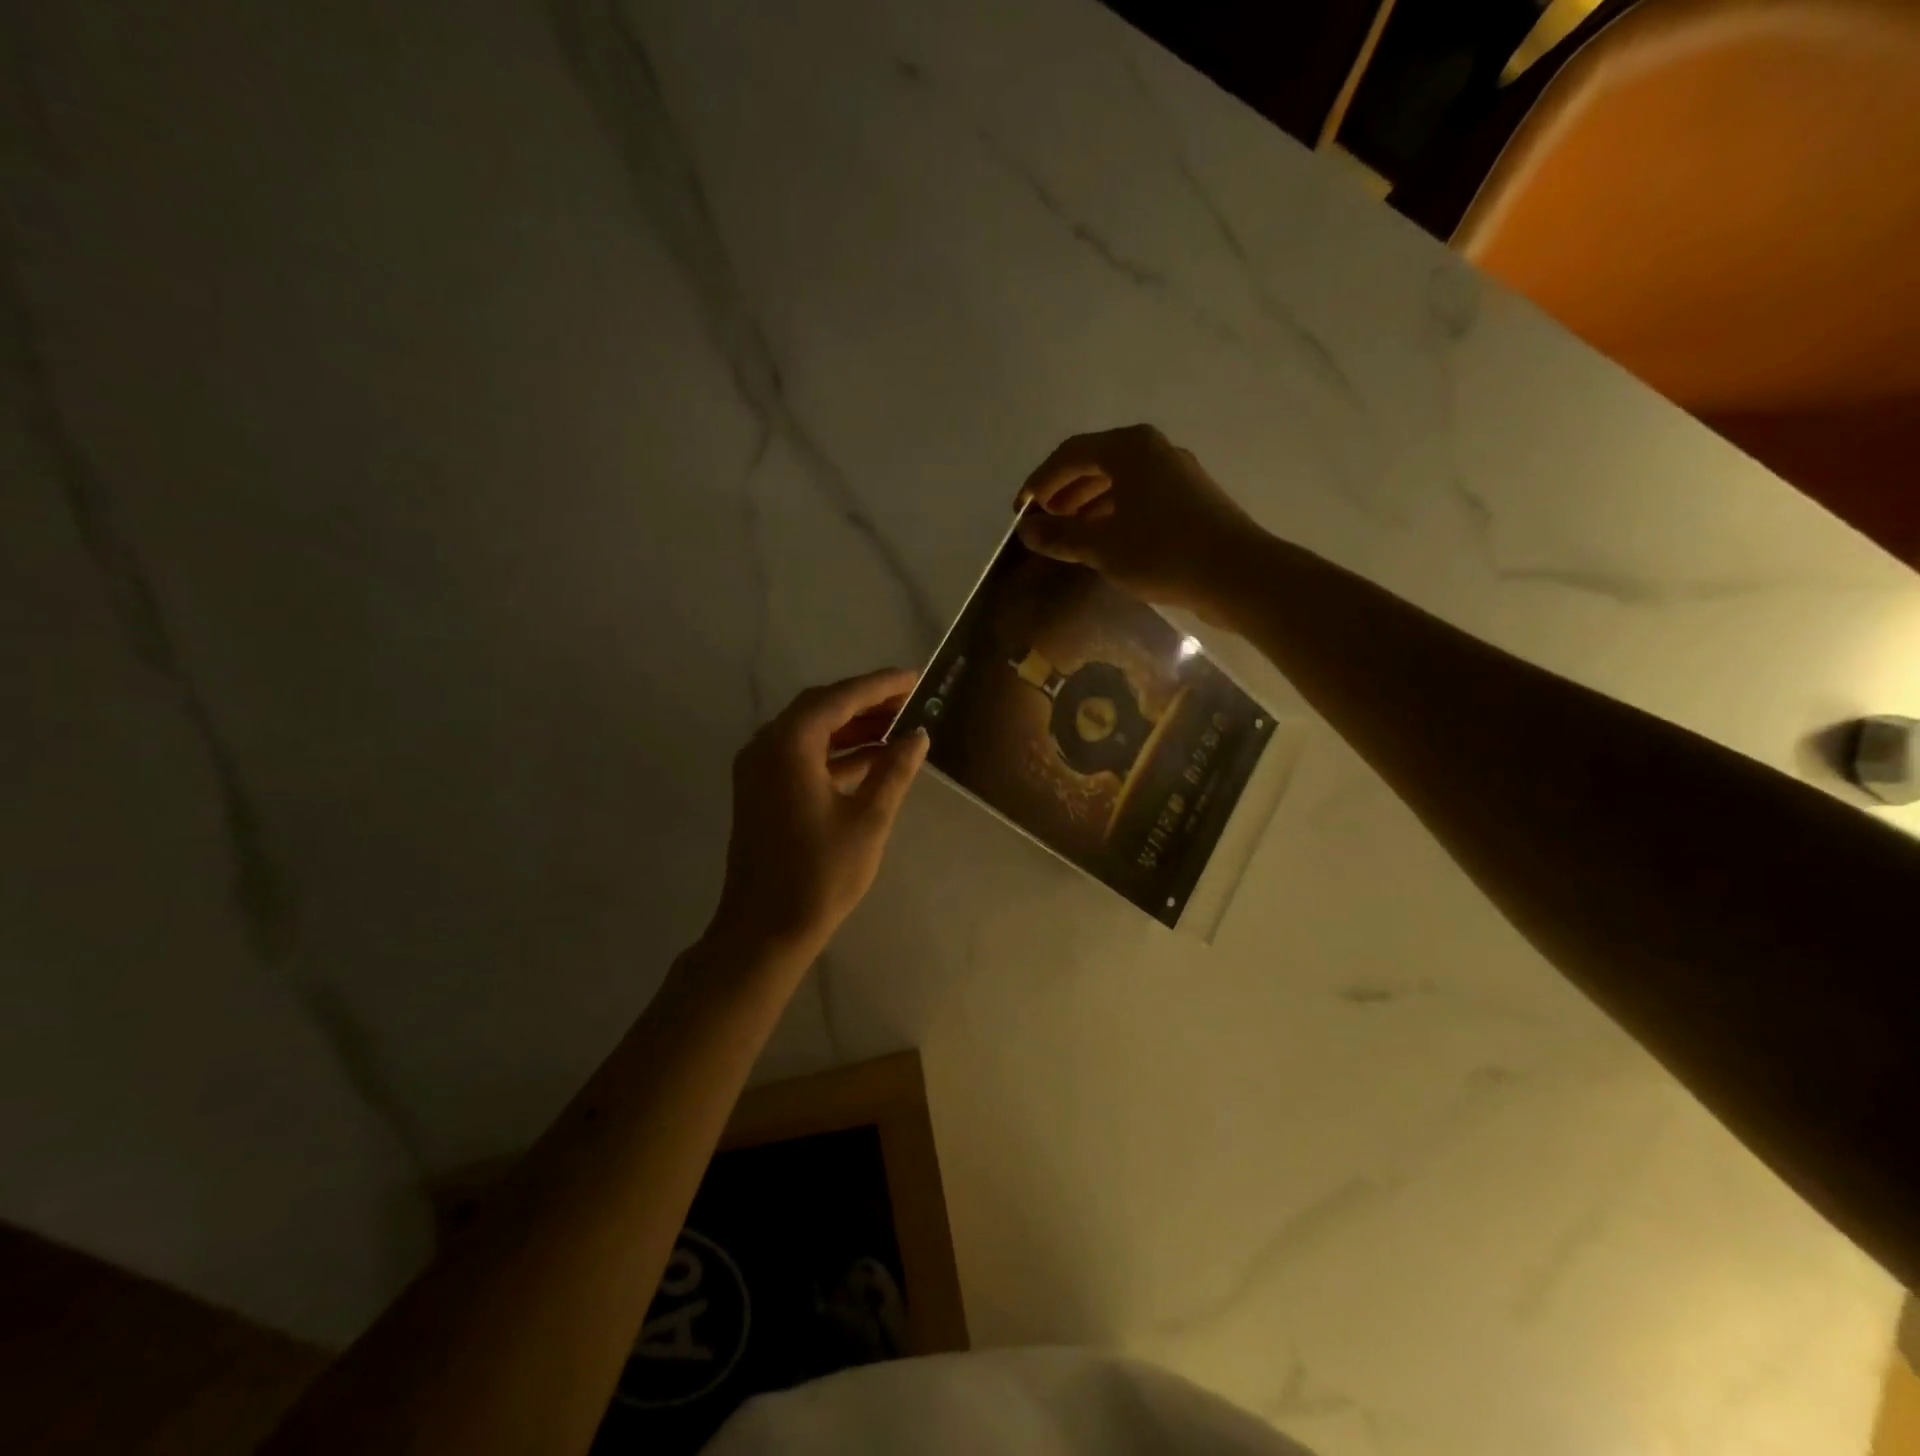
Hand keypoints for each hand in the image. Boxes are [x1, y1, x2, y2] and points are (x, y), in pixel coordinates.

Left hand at [710, 668, 929, 965]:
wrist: (764, 929)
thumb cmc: (820, 874)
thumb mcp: (868, 819)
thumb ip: (894, 770)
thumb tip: (917, 736)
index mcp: (789, 745)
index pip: (840, 698)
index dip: (880, 686)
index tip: (915, 678)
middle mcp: (767, 746)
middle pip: (821, 708)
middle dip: (866, 702)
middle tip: (910, 701)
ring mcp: (759, 769)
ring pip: (811, 731)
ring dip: (853, 727)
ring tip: (899, 727)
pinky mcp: (761, 790)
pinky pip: (802, 755)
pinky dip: (836, 751)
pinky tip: (873, 759)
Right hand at [1014, 424, 1265, 621]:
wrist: (1237, 574)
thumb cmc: (1162, 552)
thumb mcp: (1101, 546)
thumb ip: (1060, 535)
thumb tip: (1027, 529)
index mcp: (1129, 448)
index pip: (1070, 454)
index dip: (1039, 481)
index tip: (1019, 510)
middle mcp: (1153, 450)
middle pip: (1095, 463)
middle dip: (1063, 492)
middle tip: (1042, 522)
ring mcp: (1176, 473)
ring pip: (1119, 482)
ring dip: (1087, 505)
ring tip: (1068, 534)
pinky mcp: (1190, 499)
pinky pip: (1139, 497)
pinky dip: (1113, 513)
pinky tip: (1104, 541)